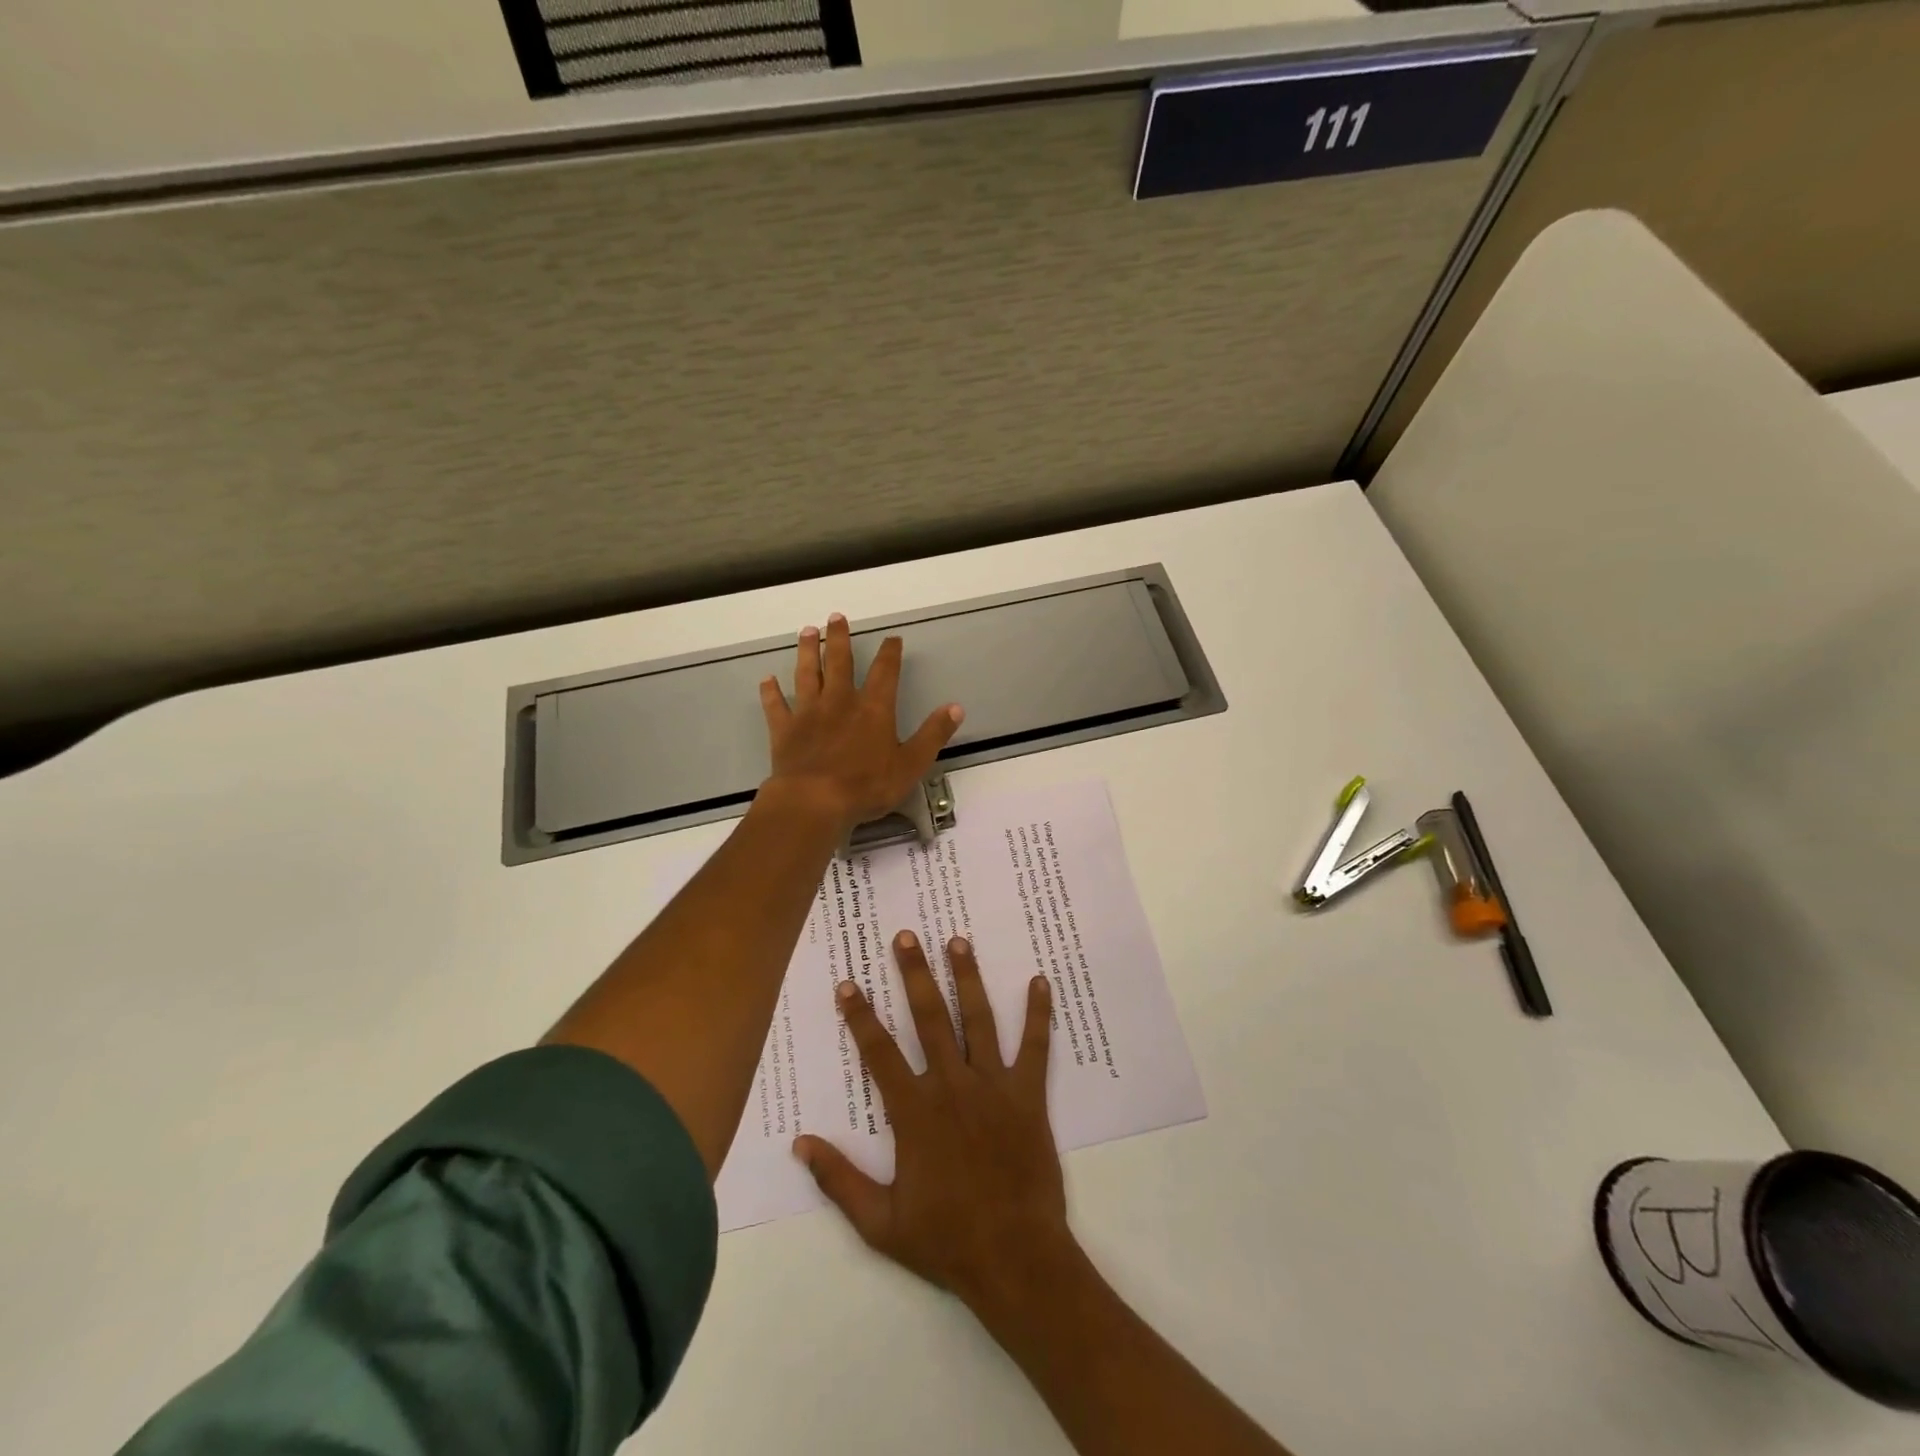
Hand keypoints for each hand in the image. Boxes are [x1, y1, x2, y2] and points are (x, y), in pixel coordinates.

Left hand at [759, 614, 962, 834]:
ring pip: (807, 674)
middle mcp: (839, 702)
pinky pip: (775, 706)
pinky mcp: (784, 730)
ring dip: (806, 652)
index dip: (889, 653)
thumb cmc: (867, 785)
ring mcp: (808, 713)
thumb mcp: (911, 763)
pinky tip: (767, 680)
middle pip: (839, 662)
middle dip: (838, 638)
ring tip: (806, 631)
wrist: (814, 801)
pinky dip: (771, 692)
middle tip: (835, 616)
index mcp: (873, 709)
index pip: (884, 672)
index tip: (891, 638)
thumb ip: (933, 734)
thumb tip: (956, 707)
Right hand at [794, 931, 1071, 1314]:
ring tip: (958, 941)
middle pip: (929, 1018)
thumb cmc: (945, 1239)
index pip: (879, 1052)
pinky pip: (1035, 1046)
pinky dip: (1040, 1013)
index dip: (860, 1016)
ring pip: (978, 1020)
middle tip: (906, 936)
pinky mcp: (1028, 1094)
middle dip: (914, 974)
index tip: (847, 983)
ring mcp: (993, 1086)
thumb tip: (800, 1143)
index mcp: (914, 1112)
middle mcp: (952, 1086)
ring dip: (967, 977)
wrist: (1014, 1257)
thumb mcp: (879, 1222)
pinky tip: (1041, 980)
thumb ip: (838, 1180)